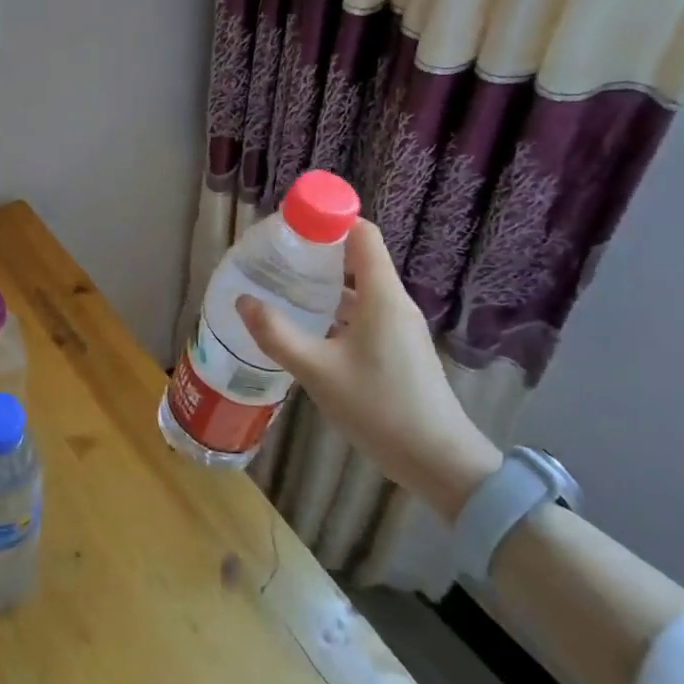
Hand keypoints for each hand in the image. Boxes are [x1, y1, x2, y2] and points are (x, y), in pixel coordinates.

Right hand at [236, 220, 499, 518]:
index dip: (328, 220)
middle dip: (316, 250)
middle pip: (357, 256)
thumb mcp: (318, 372)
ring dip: (324, 282)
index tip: (289, 225)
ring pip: (358, 287)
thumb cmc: (380, 409)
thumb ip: (278, 334)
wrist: (440, 463)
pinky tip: (306, 326)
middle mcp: (394, 302)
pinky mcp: (398, 348)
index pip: (361, 233)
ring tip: (282, 287)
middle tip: (275, 257)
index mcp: (382, 296)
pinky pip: (363, 311)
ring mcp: (399, 326)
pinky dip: (335, 308)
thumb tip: (243, 301)